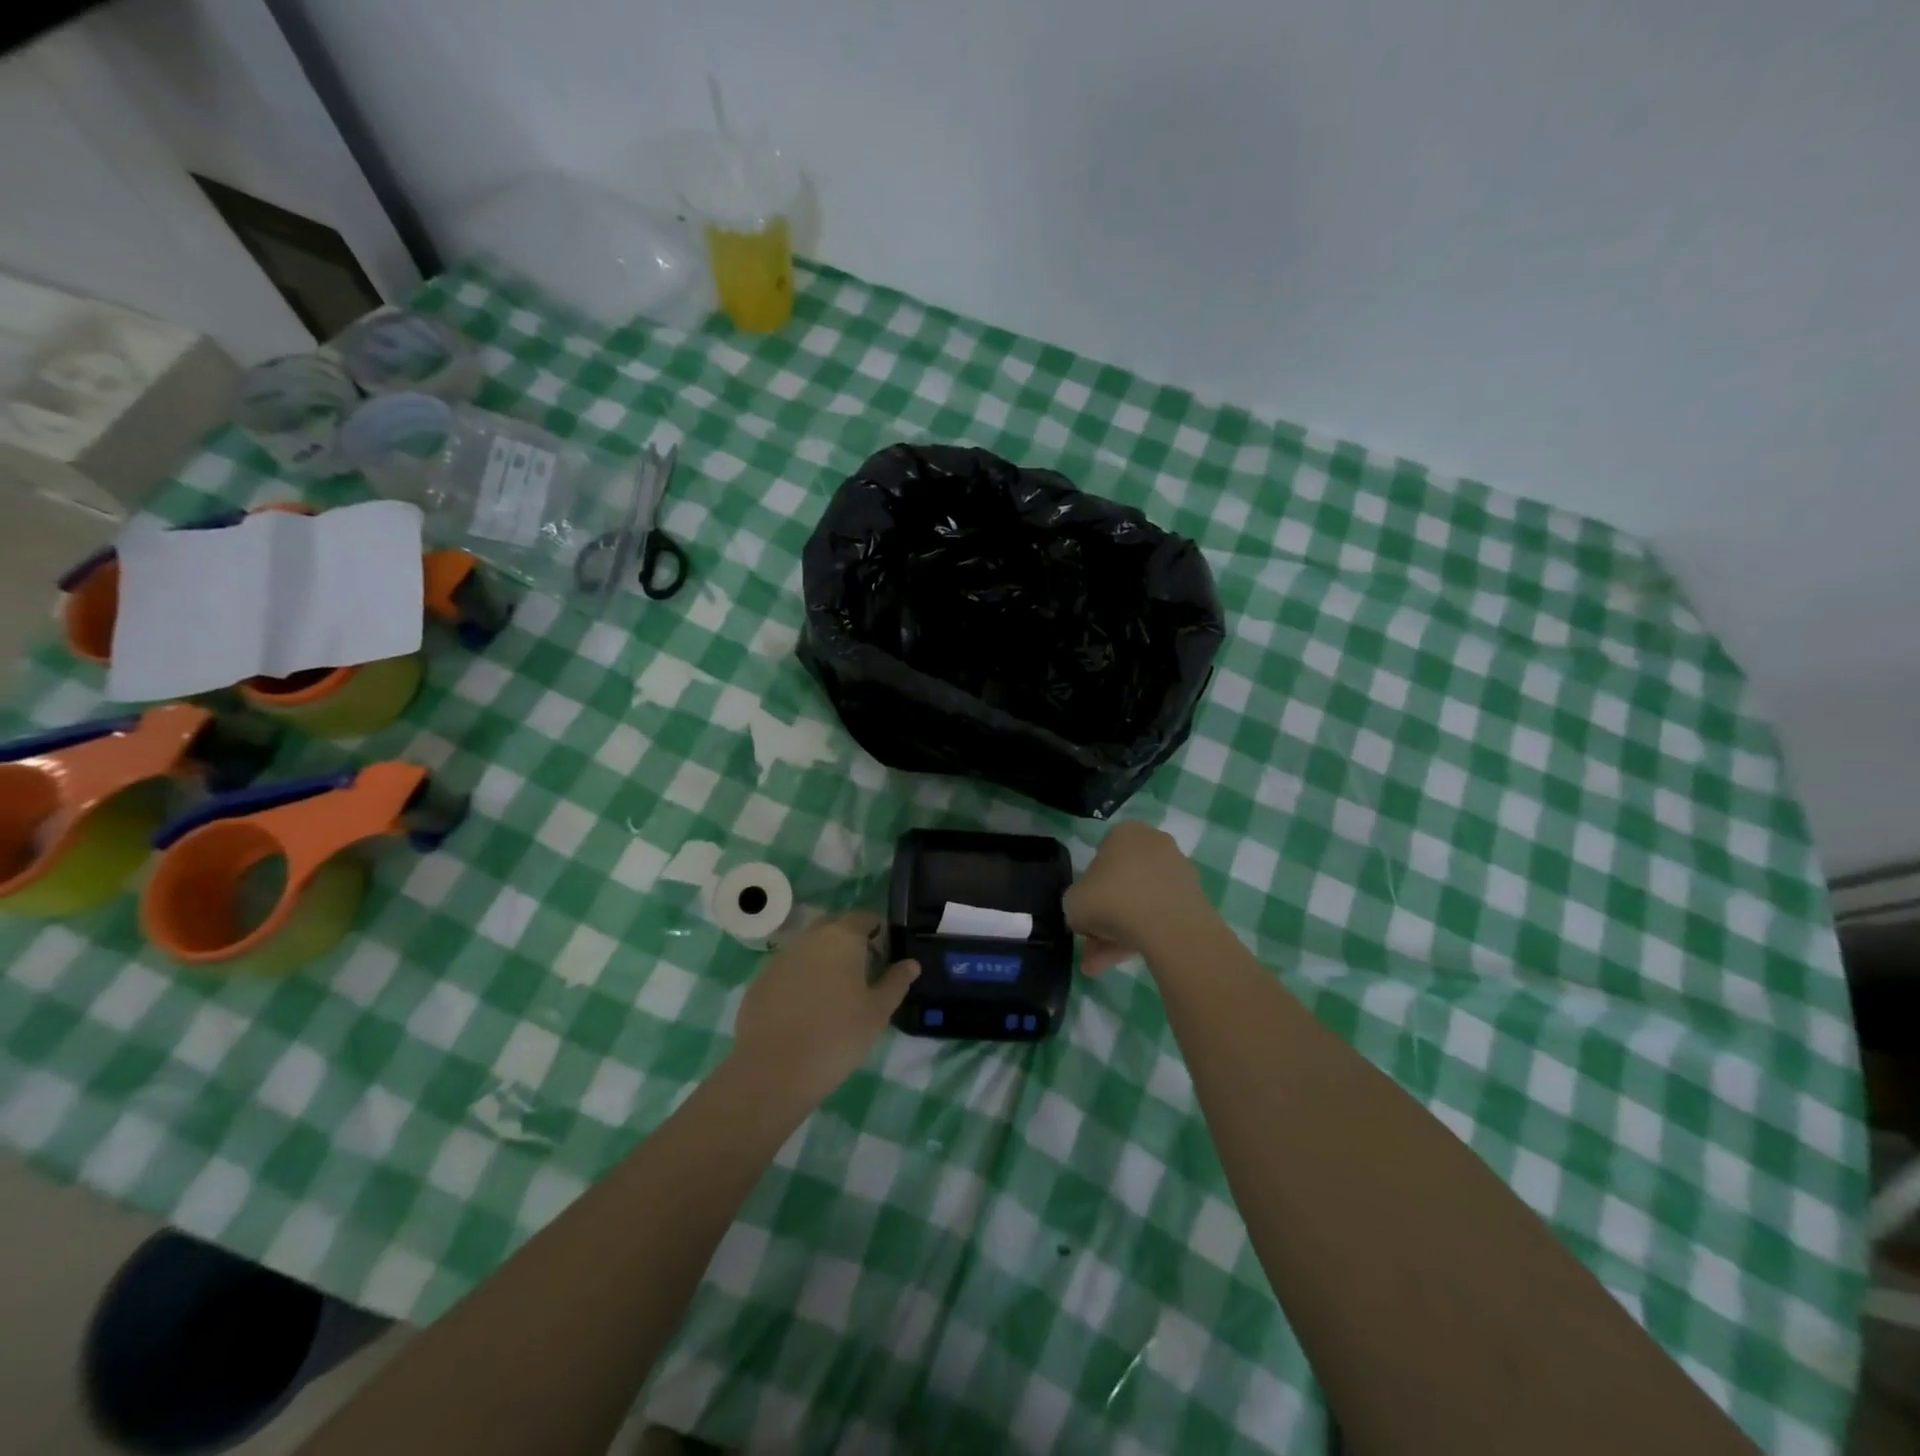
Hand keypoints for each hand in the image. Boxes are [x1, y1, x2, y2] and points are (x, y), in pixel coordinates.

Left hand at [728, 912, 918, 1104]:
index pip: (864, 917)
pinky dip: (801, 978)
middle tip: (862, 973)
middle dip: (849, 942)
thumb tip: (911, 963)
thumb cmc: (837, 1036)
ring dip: (823, 960)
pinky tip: (806, 1009)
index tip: (885, 956)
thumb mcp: (877, 1012)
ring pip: (809, 947)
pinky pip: (789, 969)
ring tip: (834, 994)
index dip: (877, 932)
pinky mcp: (760, 980)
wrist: (773, 1071)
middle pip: (834, 927)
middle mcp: (809, 938)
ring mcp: (781, 957)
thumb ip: (896, 982)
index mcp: (842, 937)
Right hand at [1066, 822, 1211, 973]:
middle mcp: (1154, 844)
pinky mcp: (1194, 900)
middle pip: (1122, 884)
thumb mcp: (1073, 902)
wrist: (1169, 927)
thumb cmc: (1112, 900)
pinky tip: (1123, 962)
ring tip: (1100, 966)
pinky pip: (1159, 917)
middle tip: (1090, 945)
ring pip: (1140, 904)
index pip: (1101, 857)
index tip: (1084, 911)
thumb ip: (1076, 903)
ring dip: (1118, 934)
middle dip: (1103, 918)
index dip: (1089, 887)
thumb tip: (1085, 913)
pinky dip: (1142, 938)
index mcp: (1125, 833)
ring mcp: (1178, 872)